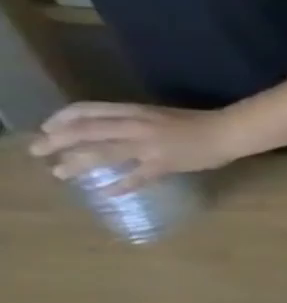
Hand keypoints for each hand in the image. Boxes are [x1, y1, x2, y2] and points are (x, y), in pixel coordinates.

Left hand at [30, 103, 242, 189]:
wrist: (231, 133)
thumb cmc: (201, 123)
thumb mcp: (161, 116)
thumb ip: (135, 123)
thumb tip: (111, 133)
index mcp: (135, 112)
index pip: (85, 111)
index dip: (61, 119)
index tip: (49, 129)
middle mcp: (136, 127)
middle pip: (85, 132)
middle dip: (56, 141)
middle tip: (38, 152)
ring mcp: (150, 147)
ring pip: (102, 154)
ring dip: (76, 164)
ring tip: (60, 173)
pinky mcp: (165, 164)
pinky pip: (137, 176)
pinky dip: (121, 185)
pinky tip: (108, 192)